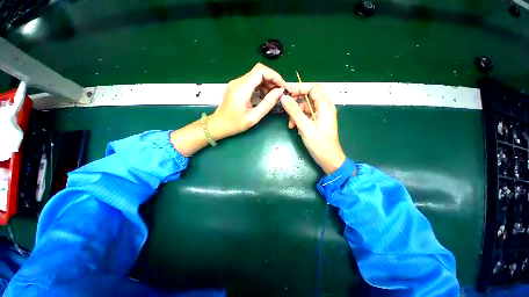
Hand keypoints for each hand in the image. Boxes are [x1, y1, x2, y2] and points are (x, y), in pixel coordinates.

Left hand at [208, 63, 285, 139]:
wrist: (218, 125)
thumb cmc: (235, 124)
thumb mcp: (253, 117)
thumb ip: (267, 103)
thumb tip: (279, 92)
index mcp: (242, 88)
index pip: (260, 71)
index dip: (274, 75)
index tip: (282, 86)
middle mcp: (238, 82)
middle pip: (259, 71)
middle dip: (272, 79)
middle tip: (279, 92)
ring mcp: (236, 83)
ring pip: (256, 75)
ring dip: (267, 83)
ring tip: (273, 95)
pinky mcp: (236, 86)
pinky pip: (251, 81)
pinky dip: (261, 86)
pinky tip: (264, 95)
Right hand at [280, 83, 345, 173]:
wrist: (329, 160)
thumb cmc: (320, 145)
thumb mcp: (305, 128)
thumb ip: (295, 112)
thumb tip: (284, 98)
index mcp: (325, 106)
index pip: (313, 88)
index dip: (299, 87)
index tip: (286, 92)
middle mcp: (324, 108)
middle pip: (308, 96)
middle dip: (295, 101)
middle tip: (285, 107)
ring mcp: (320, 115)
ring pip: (305, 107)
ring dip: (295, 114)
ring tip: (291, 125)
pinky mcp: (317, 122)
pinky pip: (306, 116)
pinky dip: (299, 120)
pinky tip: (295, 128)